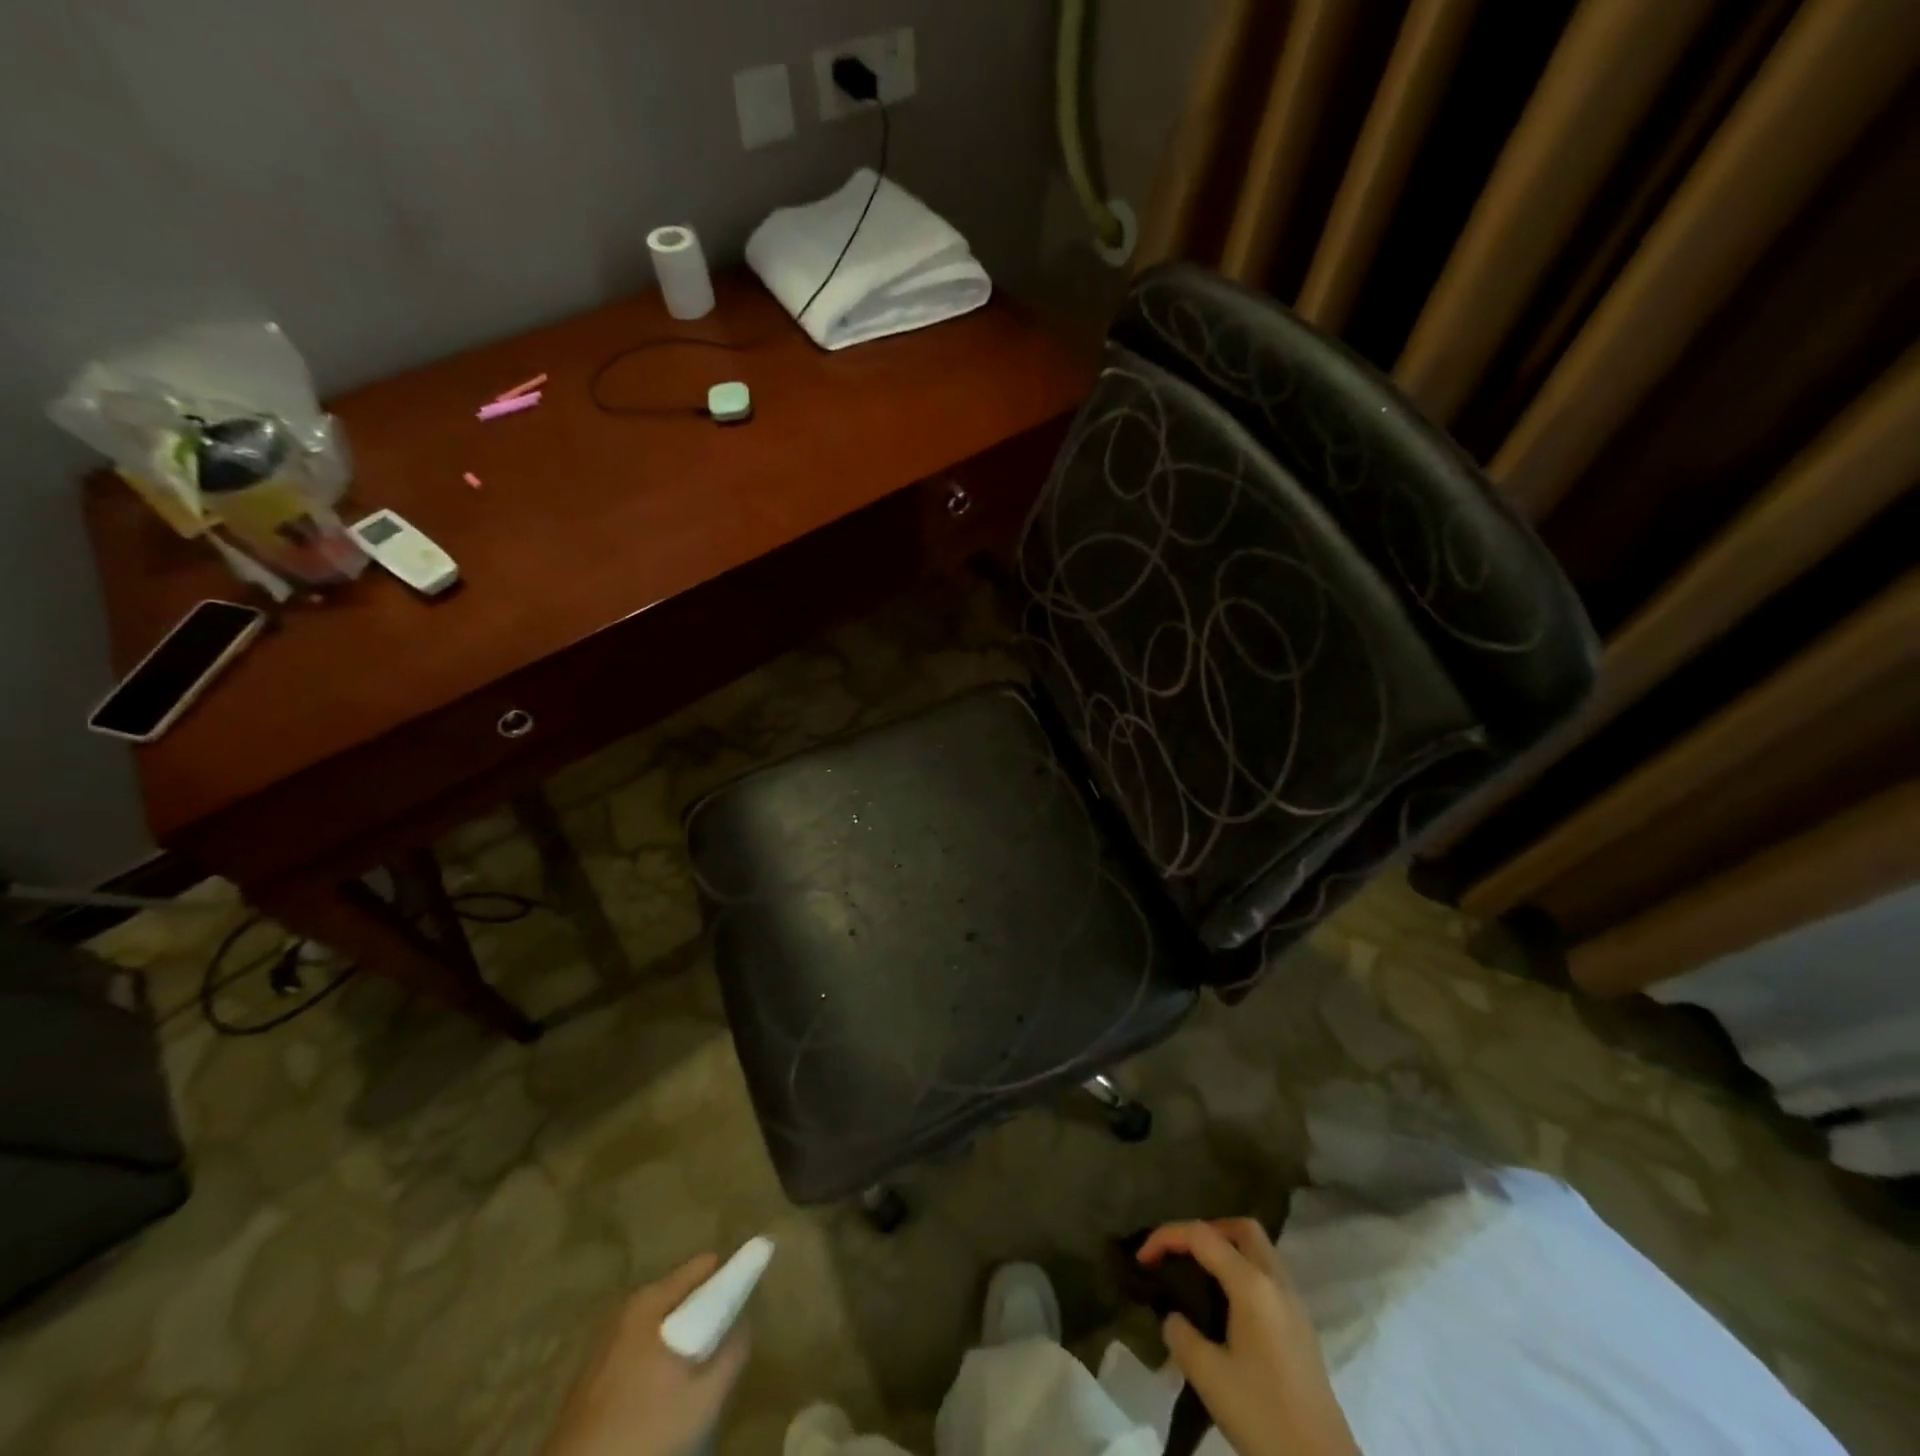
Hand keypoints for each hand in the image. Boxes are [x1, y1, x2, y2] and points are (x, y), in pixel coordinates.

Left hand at [541, 1253, 750, 1455]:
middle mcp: (625, 1310)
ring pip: (658, 1326)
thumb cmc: (642, 1433)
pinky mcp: (590, 1375)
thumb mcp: (704, 1398)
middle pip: (680, 1296)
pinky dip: (655, 1362)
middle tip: (721, 1347)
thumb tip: (744, 1322)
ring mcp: (603, 1343)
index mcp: (650, 1301)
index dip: (730, 1277)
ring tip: (694, 1377)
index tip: (747, 1299)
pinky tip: (661, 1399)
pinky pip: (637, 1351)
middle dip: (703, 1314)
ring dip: (678, 1342)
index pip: (704, 1267)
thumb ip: (732, 1353)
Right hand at [1138, 1219, 1359, 1455]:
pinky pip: (1268, 1274)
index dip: (1166, 1237)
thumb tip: (1174, 1318)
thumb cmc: (1263, 1414)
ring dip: (1226, 1249)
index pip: (1202, 1236)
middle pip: (1240, 1228)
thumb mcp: (1208, 1377)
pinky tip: (1226, 1305)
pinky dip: (1243, 1271)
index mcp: (1252, 1284)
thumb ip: (1181, 1335)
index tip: (1142, 1259)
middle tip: (1179, 1255)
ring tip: (1198, 1276)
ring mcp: (1294, 1302)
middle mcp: (1277, 1281)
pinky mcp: (1301, 1325)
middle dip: (1205, 1231)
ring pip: (1258, 1249)